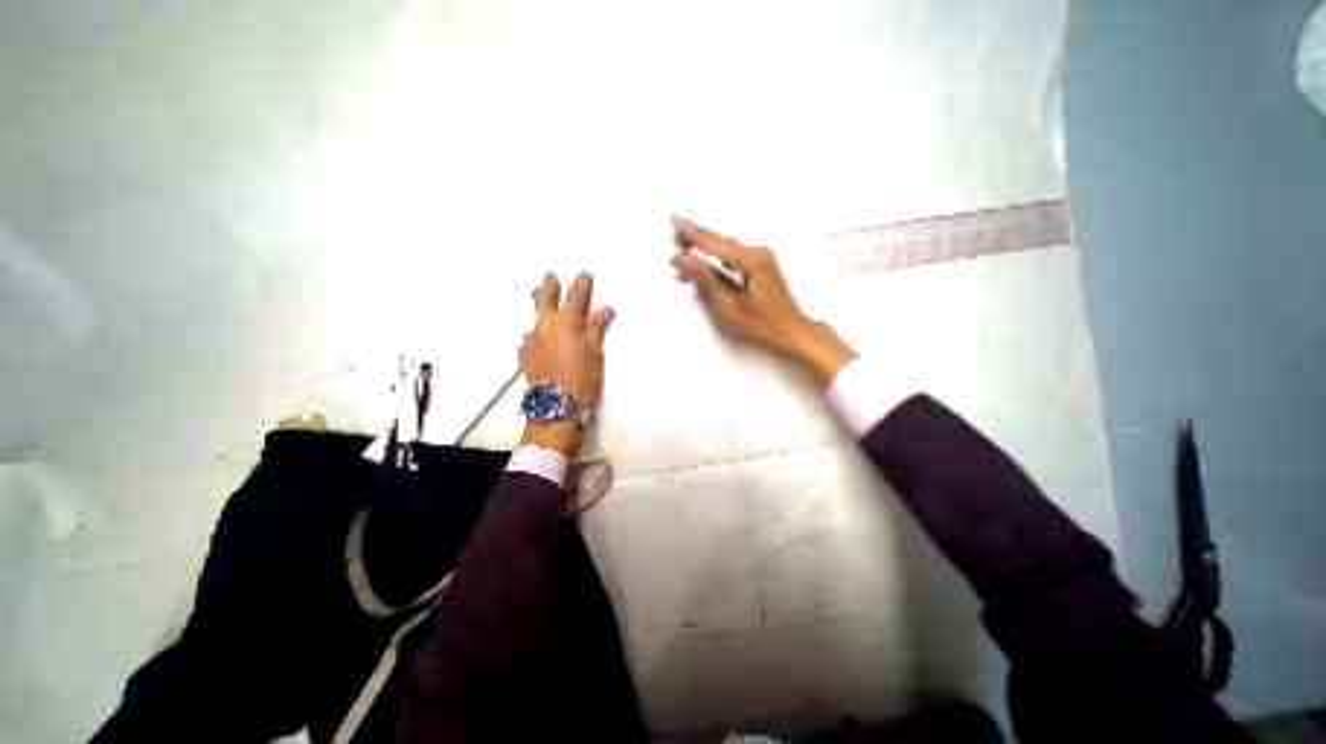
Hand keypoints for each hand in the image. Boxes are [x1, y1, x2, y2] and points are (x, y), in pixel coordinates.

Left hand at [523, 270, 614, 451]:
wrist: (556, 404)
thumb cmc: (582, 378)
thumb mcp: (595, 352)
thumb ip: (597, 328)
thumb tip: (606, 309)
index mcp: (567, 324)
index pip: (576, 297)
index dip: (581, 285)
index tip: (584, 274)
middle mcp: (546, 326)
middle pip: (545, 299)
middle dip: (549, 286)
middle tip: (550, 277)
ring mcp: (531, 339)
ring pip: (535, 318)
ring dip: (541, 311)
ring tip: (545, 312)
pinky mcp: (523, 352)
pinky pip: (530, 336)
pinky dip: (538, 335)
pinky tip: (542, 343)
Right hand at [674, 215, 860, 386]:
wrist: (793, 332)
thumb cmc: (762, 325)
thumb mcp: (730, 306)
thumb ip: (706, 280)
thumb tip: (683, 258)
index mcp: (751, 260)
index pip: (714, 242)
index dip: (692, 233)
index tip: (674, 220)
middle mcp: (758, 252)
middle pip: (721, 241)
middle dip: (697, 237)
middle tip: (674, 235)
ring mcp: (762, 257)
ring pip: (727, 247)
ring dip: (706, 247)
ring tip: (684, 249)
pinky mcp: (762, 265)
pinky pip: (734, 255)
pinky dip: (717, 256)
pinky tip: (706, 263)